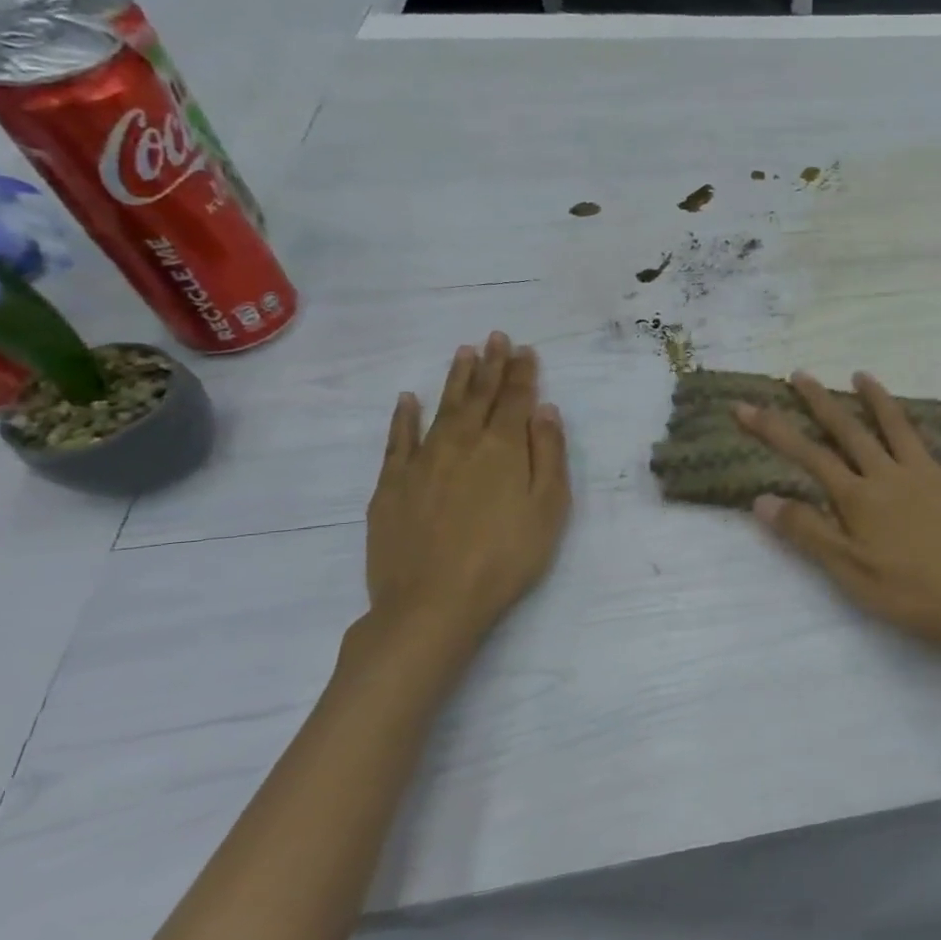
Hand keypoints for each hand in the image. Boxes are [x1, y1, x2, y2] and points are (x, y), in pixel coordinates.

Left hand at [352, 332, 570, 679]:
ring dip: (455, 380)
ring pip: (442, 409)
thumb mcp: (549, 508)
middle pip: (479, 397)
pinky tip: (408, 399)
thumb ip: (548, 454)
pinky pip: (398, 440)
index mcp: (503, 448)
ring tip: (464, 353)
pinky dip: (403, 417)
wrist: (433, 602)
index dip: (522, 373)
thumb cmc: (507, 557)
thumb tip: (544, 410)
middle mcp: (462, 443)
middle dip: (491, 365)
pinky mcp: (391, 485)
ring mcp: (422, 462)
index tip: (525, 349)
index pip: (516, 400)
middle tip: (496, 337)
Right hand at [734, 372, 940, 661]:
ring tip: (861, 375)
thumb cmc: (913, 594)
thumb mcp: (849, 571)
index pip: (809, 456)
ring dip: (879, 400)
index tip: (746, 406)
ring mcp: (935, 475)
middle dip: (821, 402)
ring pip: (901, 427)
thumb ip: (808, 533)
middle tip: (800, 374)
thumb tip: (762, 498)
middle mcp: (893, 475)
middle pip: (851, 431)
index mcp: (861, 497)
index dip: (775, 430)